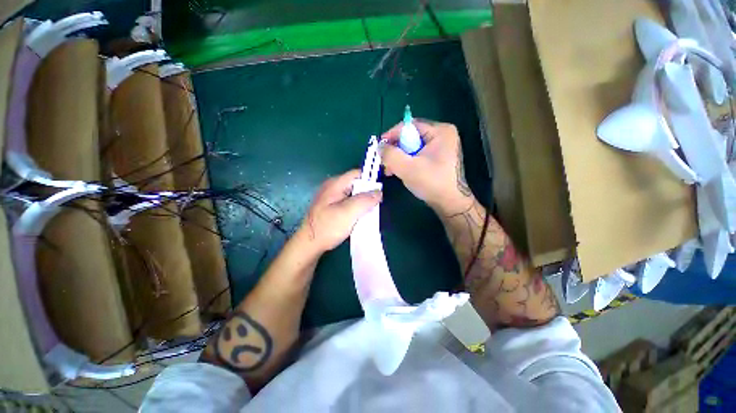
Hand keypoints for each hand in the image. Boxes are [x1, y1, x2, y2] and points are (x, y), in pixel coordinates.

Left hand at [296, 170, 381, 253]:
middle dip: (368, 192)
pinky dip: (356, 206)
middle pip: (356, 183)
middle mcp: (333, 187)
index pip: (357, 173)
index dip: (371, 179)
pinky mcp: (332, 207)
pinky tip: (361, 215)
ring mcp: (331, 197)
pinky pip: (348, 202)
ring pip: (353, 194)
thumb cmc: (327, 227)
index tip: (382, 190)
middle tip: (378, 203)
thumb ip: (364, 200)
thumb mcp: (348, 213)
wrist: (309, 245)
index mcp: (335, 184)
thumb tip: (379, 192)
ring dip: (363, 200)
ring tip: (371, 210)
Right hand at [380, 120, 473, 214]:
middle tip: (385, 162)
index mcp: (440, 131)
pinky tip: (399, 172)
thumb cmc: (431, 182)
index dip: (392, 135)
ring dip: (399, 158)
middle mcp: (443, 135)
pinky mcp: (438, 158)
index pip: (410, 125)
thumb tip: (380, 146)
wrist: (450, 203)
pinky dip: (407, 162)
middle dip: (395, 150)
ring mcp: (442, 147)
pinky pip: (418, 155)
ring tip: (390, 171)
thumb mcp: (407, 167)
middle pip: (410, 137)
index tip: (380, 147)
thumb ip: (390, 154)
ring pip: (412, 148)